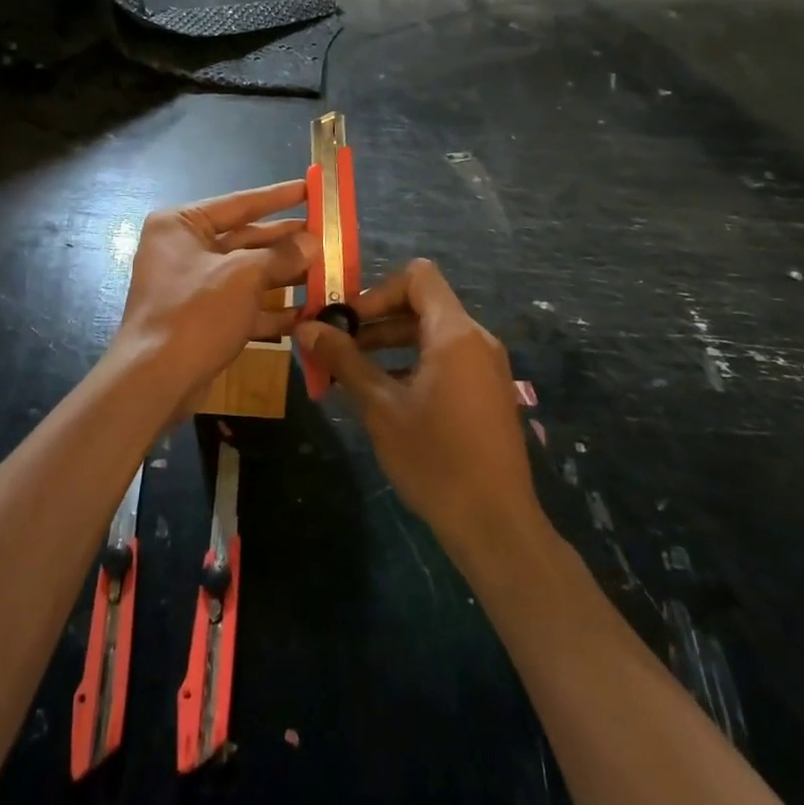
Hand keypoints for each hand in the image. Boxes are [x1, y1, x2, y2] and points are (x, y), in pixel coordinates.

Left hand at [110, 180, 312, 411]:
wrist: (155, 382)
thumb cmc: (196, 313)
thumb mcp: (243, 276)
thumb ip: (281, 256)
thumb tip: (313, 241)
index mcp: (181, 225)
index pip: (238, 203)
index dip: (278, 197)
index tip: (311, 188)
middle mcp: (184, 249)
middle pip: (246, 239)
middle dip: (287, 242)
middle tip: (328, 236)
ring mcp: (193, 286)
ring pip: (248, 273)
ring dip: (286, 276)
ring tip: (327, 272)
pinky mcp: (203, 318)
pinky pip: (243, 304)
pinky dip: (272, 308)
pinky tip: (308, 312)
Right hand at [294, 259, 541, 556]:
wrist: (497, 528)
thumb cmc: (436, 460)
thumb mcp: (380, 407)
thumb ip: (343, 360)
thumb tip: (305, 326)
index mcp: (455, 333)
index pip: (418, 276)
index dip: (378, 289)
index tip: (347, 320)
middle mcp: (476, 339)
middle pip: (422, 304)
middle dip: (376, 319)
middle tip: (338, 345)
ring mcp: (486, 366)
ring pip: (432, 333)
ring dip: (391, 343)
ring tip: (352, 372)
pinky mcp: (487, 391)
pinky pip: (446, 358)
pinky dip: (413, 362)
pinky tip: (385, 395)